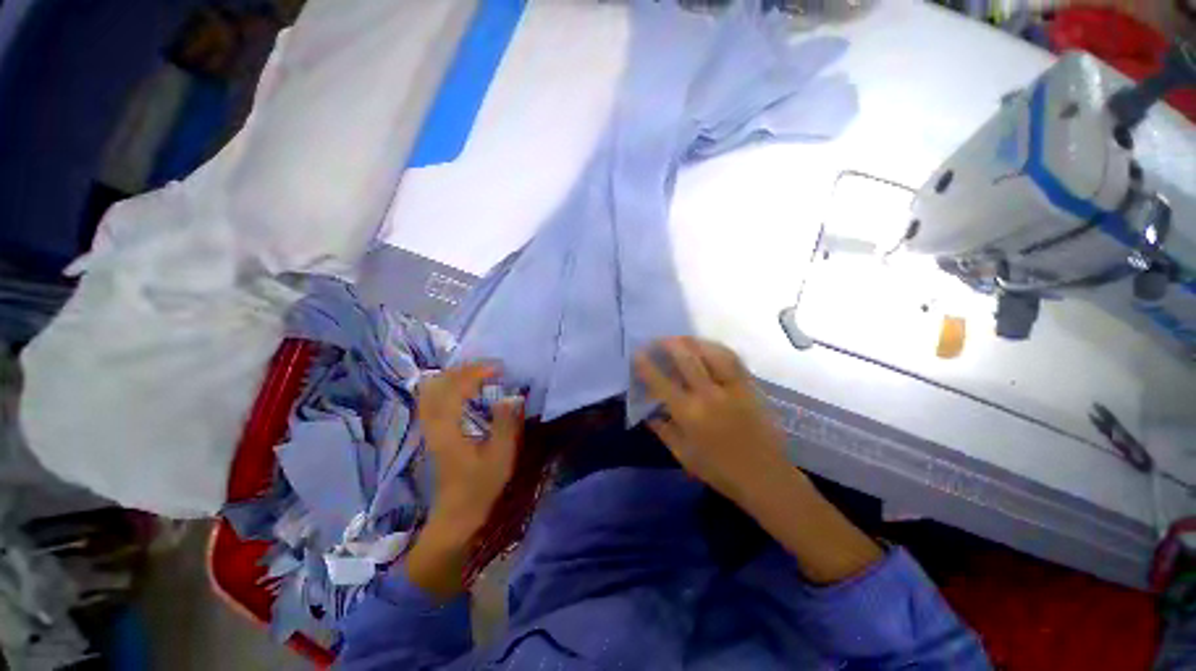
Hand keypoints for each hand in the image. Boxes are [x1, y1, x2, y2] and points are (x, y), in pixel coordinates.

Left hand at [418, 363, 523, 543]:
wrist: (456, 514)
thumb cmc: (480, 486)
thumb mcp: (501, 456)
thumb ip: (506, 424)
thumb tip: (512, 396)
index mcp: (448, 428)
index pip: (455, 388)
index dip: (476, 372)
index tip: (499, 368)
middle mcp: (433, 423)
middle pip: (438, 383)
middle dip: (464, 369)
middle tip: (490, 368)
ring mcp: (429, 427)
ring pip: (432, 389)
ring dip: (455, 376)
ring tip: (479, 374)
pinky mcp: (432, 432)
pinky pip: (433, 398)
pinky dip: (448, 386)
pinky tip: (465, 389)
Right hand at [637, 337, 881, 583]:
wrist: (765, 476)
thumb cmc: (720, 471)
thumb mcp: (684, 455)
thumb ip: (664, 431)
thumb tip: (649, 414)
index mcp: (690, 415)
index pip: (662, 383)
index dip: (647, 366)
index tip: (638, 353)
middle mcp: (710, 396)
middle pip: (687, 360)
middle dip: (669, 345)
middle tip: (659, 340)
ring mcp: (732, 388)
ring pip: (711, 353)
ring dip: (693, 342)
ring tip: (682, 339)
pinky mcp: (750, 387)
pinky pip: (733, 359)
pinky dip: (717, 348)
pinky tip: (708, 347)